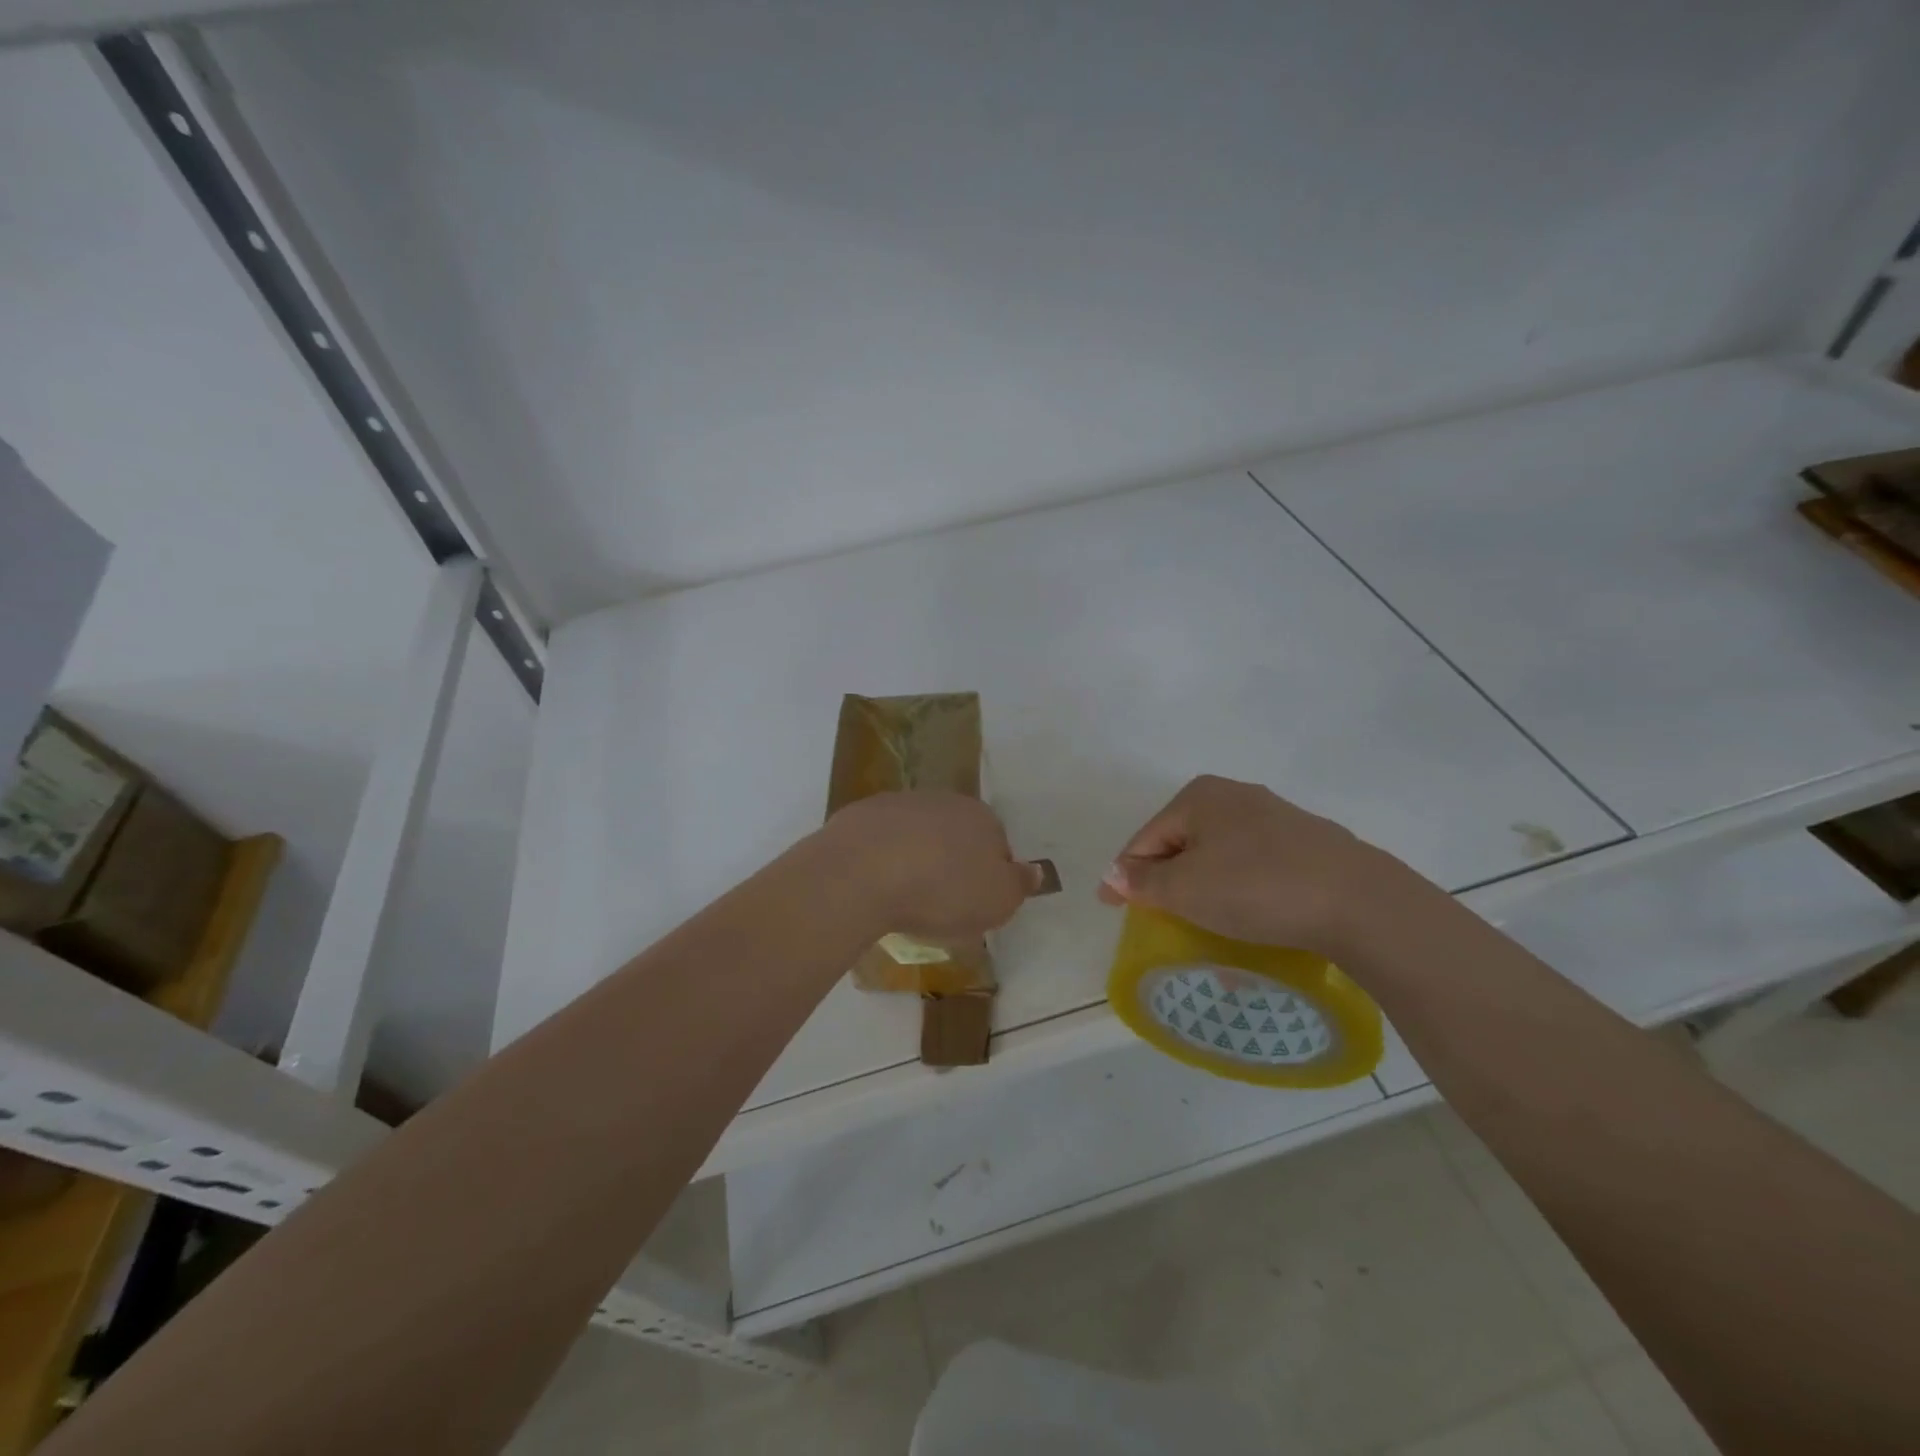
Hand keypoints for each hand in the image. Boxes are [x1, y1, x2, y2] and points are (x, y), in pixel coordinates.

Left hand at [820, 792, 1043, 939]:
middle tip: (940, 904)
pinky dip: (880, 859)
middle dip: (951, 864)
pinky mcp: (859, 816)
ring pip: (916, 835)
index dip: (989, 877)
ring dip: (915, 858)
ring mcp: (898, 804)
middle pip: (956, 836)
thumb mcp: (998, 901)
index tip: (975, 906)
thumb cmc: (942, 891)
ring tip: (903, 898)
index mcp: (982, 818)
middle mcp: (943, 801)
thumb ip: (1020, 885)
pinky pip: (879, 841)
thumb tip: (1036, 871)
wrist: (862, 873)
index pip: (998, 846)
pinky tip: (874, 886)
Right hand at [1098, 775, 1411, 953]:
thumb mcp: (1185, 888)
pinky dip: (1238, 888)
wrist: (1359, 902)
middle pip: (1182, 842)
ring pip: (1220, 855)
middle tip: (1157, 916)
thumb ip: (1143, 881)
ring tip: (1200, 921)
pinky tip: (1247, 913)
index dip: (1124, 874)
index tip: (1111, 907)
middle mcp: (1235, 796)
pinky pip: (1254, 865)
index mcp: (1199, 796)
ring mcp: (1276, 817)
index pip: (1146, 838)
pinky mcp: (1308, 843)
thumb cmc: (1256, 887)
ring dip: (1203, 886)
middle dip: (1166, 879)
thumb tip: (1115, 873)